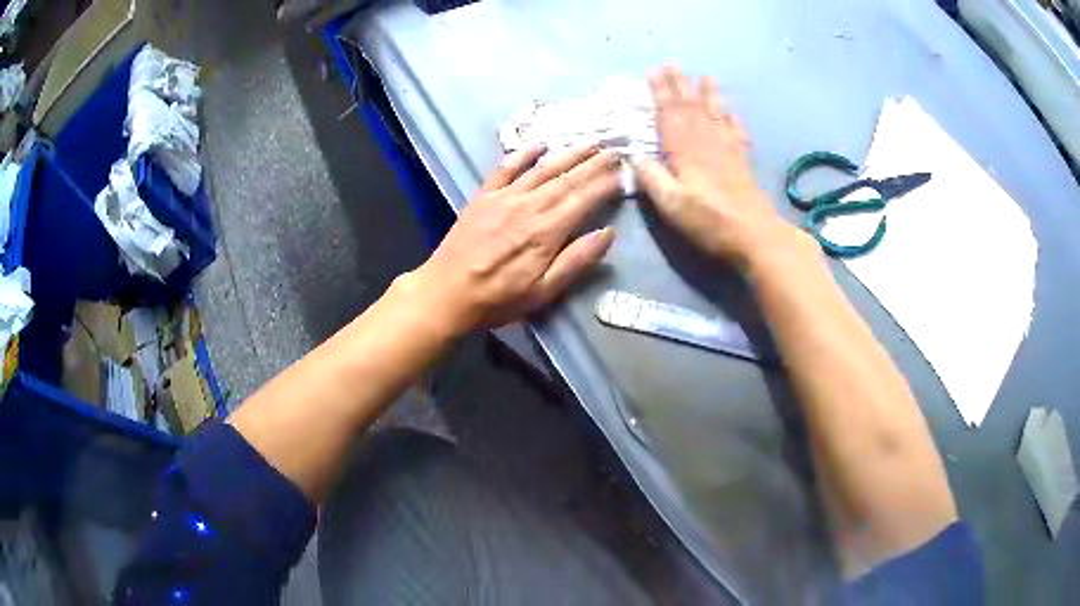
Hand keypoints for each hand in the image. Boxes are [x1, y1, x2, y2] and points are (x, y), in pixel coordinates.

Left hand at [408, 145, 620, 332]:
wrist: (445, 294)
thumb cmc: (497, 299)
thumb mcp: (543, 292)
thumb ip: (576, 261)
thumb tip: (607, 233)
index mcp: (546, 231)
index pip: (583, 198)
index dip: (605, 183)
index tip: (624, 170)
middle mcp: (528, 206)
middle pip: (567, 178)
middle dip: (593, 162)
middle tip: (614, 148)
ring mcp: (503, 197)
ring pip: (542, 169)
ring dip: (567, 153)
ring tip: (589, 142)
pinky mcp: (483, 197)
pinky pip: (505, 169)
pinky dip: (523, 154)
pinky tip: (539, 144)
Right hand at [635, 67, 807, 268]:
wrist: (754, 234)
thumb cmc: (709, 221)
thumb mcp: (671, 204)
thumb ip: (651, 178)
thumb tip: (634, 156)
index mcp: (685, 150)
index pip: (669, 114)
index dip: (660, 92)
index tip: (653, 72)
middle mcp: (706, 142)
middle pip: (691, 106)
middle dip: (680, 84)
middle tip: (672, 64)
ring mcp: (728, 149)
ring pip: (715, 113)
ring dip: (708, 94)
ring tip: (705, 76)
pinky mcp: (742, 160)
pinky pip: (737, 132)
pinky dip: (733, 119)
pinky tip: (732, 112)